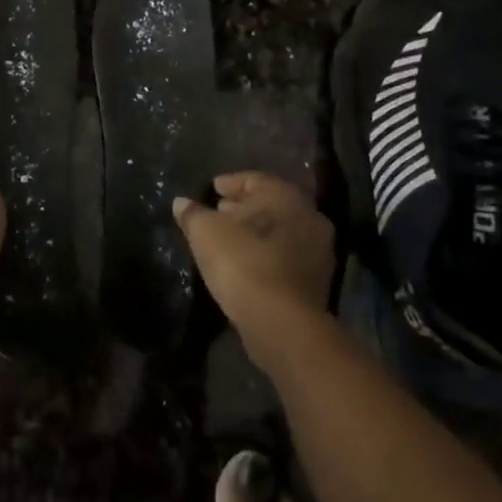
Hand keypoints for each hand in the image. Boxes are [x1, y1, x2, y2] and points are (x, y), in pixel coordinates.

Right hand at [174, 173, 334, 368]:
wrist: (282, 323)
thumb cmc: (241, 262)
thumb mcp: (204, 232)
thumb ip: (192, 213)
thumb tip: (182, 203)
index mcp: (283, 194)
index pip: (254, 179)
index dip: (230, 183)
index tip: (213, 190)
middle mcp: (308, 215)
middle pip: (271, 204)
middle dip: (245, 207)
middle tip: (220, 212)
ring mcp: (319, 249)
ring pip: (282, 230)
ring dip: (258, 232)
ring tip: (231, 238)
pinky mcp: (320, 280)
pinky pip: (288, 255)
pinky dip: (269, 253)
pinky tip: (247, 263)